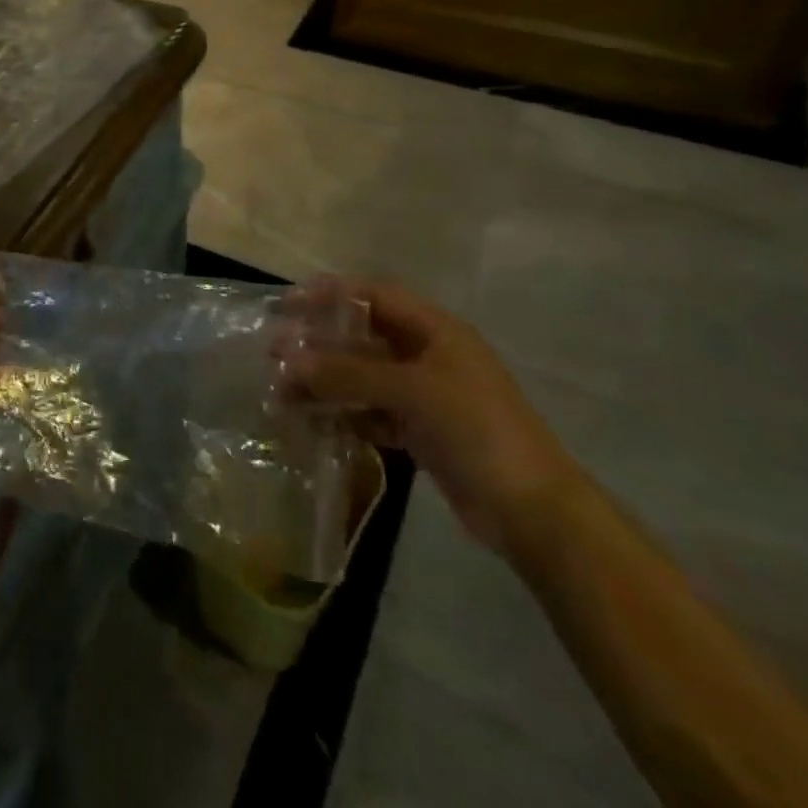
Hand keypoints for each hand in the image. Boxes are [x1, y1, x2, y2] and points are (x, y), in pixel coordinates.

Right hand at [275, 279, 582, 556]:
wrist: (533, 512)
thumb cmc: (477, 430)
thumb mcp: (412, 391)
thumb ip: (349, 372)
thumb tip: (289, 360)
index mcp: (435, 330)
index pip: (373, 296)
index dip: (329, 295)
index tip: (287, 305)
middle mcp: (426, 355)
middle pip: (362, 337)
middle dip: (318, 342)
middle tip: (274, 353)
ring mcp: (423, 395)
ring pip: (361, 376)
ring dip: (324, 381)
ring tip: (283, 392)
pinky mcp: (419, 431)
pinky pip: (370, 411)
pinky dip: (343, 414)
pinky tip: (314, 422)